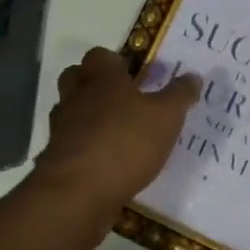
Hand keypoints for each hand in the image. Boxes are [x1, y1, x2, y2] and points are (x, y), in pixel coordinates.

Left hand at [28, 47, 199, 235]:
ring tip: (115, 132)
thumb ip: (179, 95)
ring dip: (87, 116)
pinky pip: (69, 144)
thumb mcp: (166, 117)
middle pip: (76, 78)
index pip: (99, 55)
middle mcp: (77, 97)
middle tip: (121, 99)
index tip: (133, 74)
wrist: (78, 193)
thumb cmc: (126, 143)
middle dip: (93, 84)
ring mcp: (61, 128)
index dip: (115, 62)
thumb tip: (193, 76)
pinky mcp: (56, 159)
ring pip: (70, 111)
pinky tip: (104, 162)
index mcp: (102, 79)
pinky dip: (83, 148)